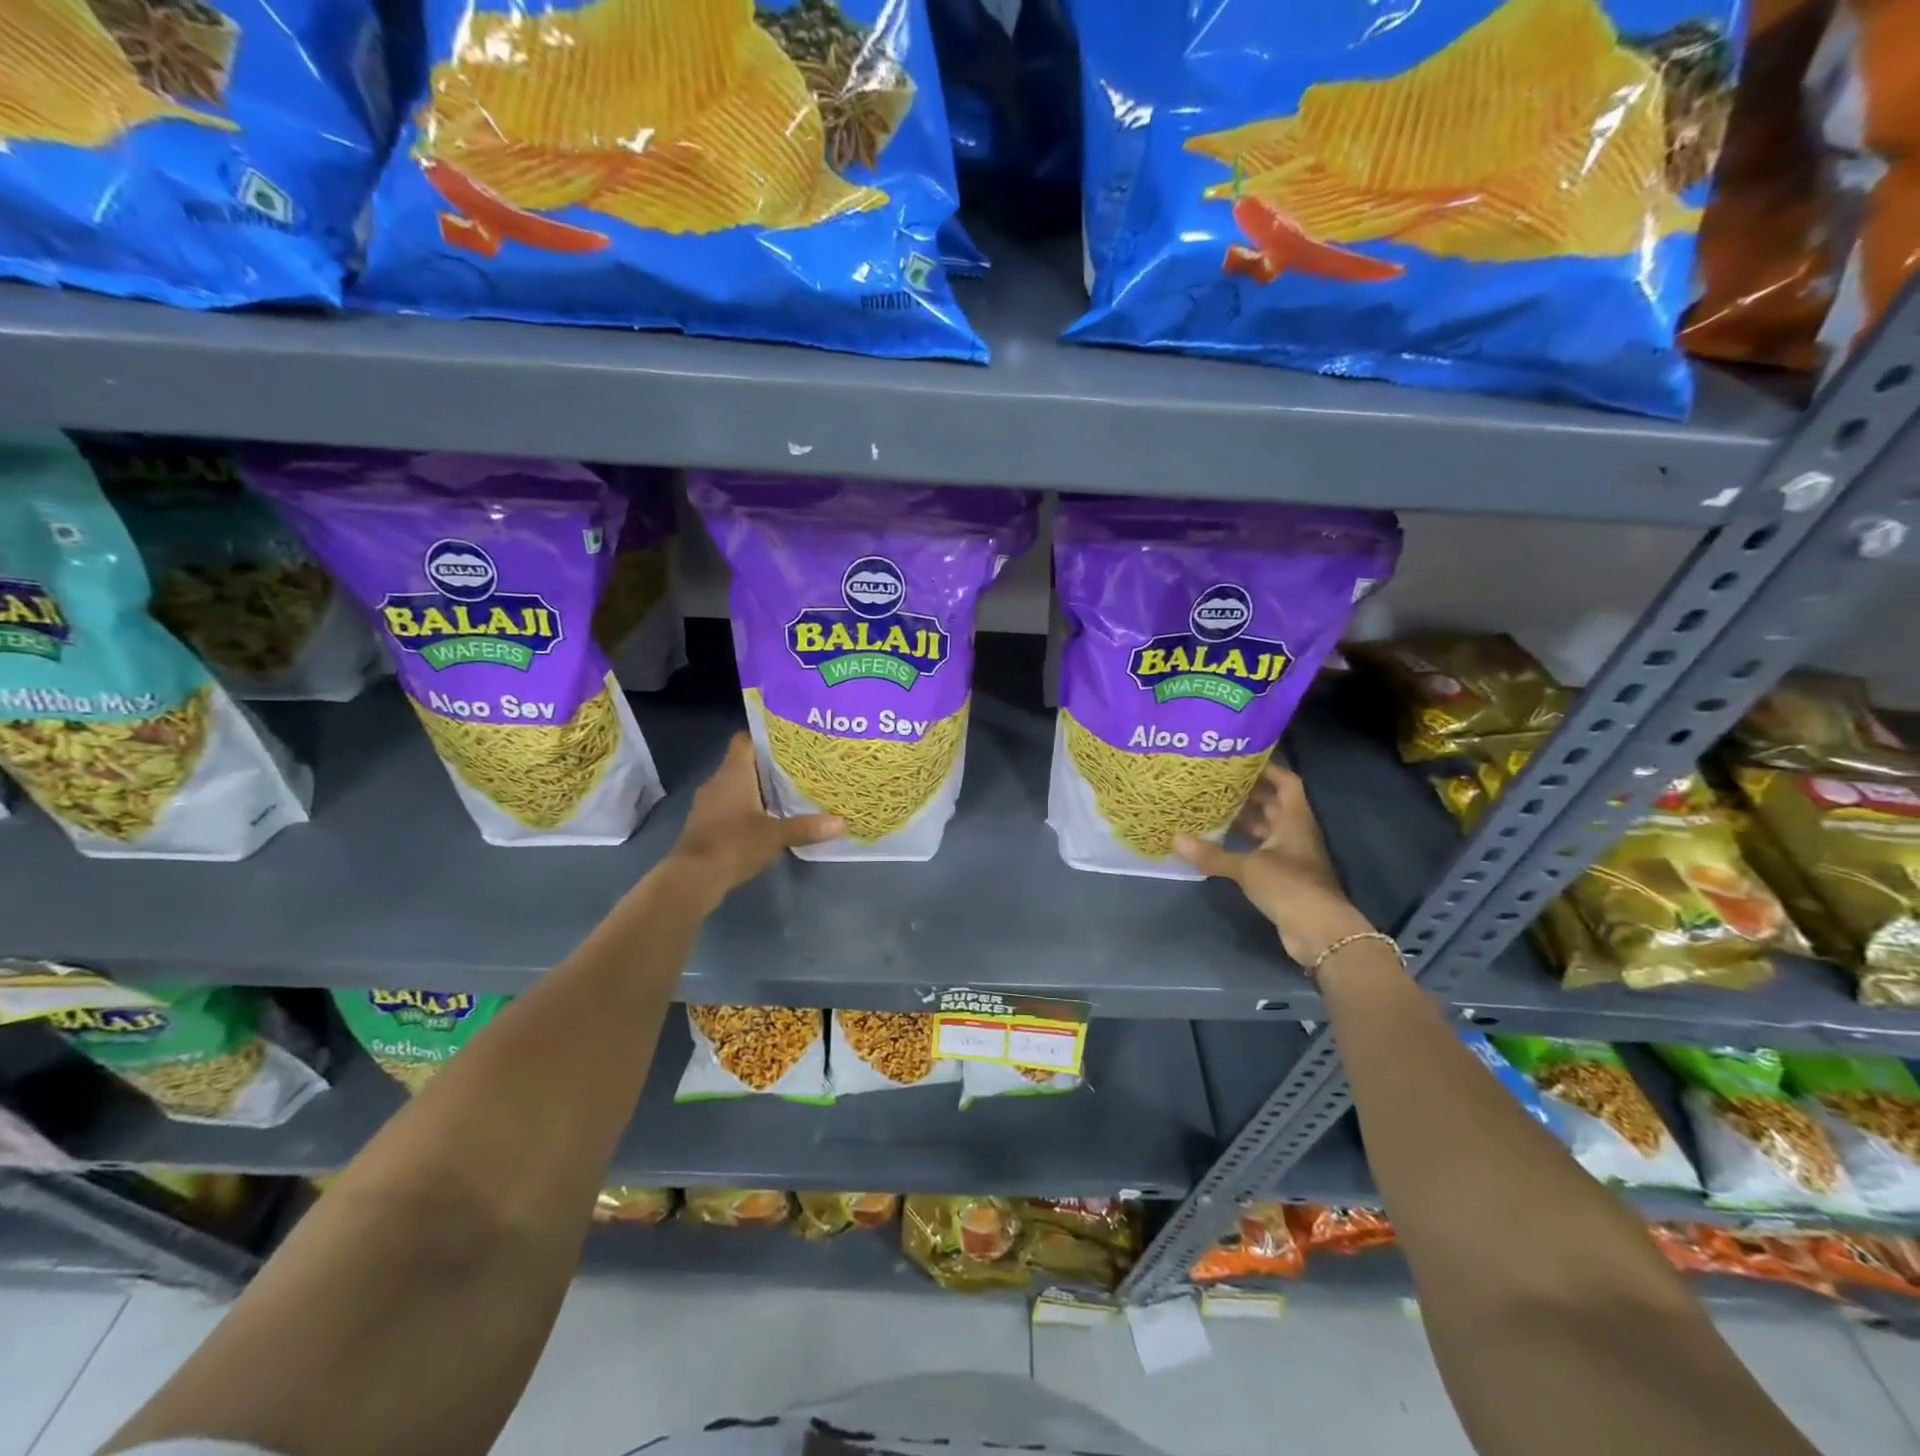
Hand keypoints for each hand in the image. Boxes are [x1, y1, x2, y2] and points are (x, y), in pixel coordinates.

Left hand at [669, 734, 842, 895]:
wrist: (693, 877)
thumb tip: (842, 823)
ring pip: (736, 786)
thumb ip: (807, 827)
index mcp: (734, 773)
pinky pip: (729, 805)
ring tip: (787, 793)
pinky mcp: (705, 823)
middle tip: (798, 769)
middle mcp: (718, 781)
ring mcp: (707, 803)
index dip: (765, 738)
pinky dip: (745, 808)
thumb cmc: (734, 844)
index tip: (789, 742)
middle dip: (768, 766)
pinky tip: (766, 819)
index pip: (745, 740)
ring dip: (757, 789)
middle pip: (743, 763)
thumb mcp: (776, 836)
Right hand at [1174, 765, 1374, 965]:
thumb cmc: (1289, 886)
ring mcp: (1291, 856)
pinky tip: (1218, 844)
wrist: (1319, 932)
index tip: (1239, 761)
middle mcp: (1295, 832)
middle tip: (1215, 783)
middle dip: (1247, 793)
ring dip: (1243, 820)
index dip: (1266, 769)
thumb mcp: (1247, 867)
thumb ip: (1212, 854)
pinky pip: (1260, 851)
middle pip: (1273, 804)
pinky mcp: (1284, 877)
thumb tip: (1175, 839)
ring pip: (1266, 829)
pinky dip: (1242, 846)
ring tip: (1211, 809)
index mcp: (1295, 819)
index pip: (1286, 782)